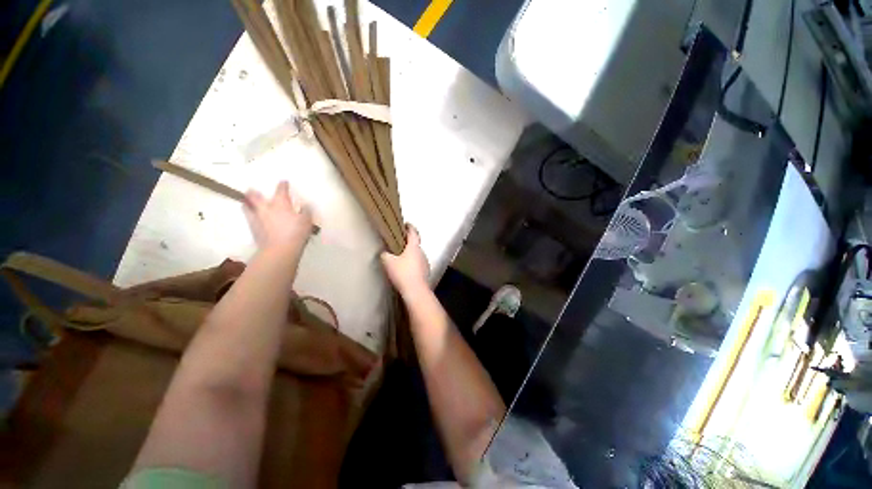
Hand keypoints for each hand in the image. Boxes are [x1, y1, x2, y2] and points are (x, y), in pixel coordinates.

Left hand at [243, 181, 312, 255]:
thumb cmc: (296, 232)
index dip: (283, 185)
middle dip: (254, 192)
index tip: (283, 182)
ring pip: (247, 207)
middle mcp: (266, 208)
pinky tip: (253, 218)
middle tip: (251, 189)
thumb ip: (306, 211)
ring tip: (246, 202)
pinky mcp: (253, 229)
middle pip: (255, 196)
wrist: (280, 249)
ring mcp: (257, 218)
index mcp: (281, 204)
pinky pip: (249, 218)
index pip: (281, 191)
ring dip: (247, 203)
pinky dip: (249, 215)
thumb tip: (305, 204)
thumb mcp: (307, 221)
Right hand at [380, 224, 429, 296]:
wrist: (415, 290)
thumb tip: (385, 253)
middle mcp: (422, 252)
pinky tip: (406, 270)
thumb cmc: (402, 273)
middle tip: (399, 244)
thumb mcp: (388, 262)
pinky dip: (413, 264)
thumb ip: (385, 254)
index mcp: (414, 247)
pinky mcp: (426, 272)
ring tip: (401, 258)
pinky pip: (418, 264)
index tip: (406, 224)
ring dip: (410, 254)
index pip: (413, 233)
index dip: (410, 227)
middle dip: (408, 243)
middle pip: (415, 244)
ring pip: (417, 255)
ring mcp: (425, 262)